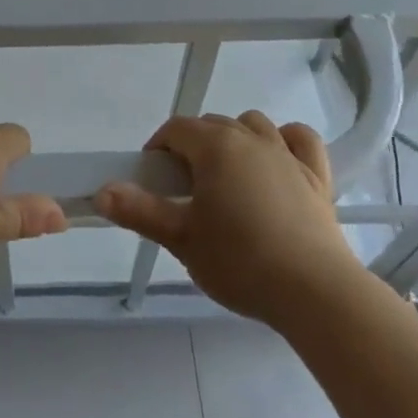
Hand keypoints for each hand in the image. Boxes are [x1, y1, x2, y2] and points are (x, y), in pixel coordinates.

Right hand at [96, 111, 361, 324]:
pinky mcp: (316, 176)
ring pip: (253, 124)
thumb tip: (101, 191)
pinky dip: (287, 141)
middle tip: (186, 190)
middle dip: (193, 147)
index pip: (176, 129)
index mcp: (214, 146)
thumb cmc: (241, 262)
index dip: (159, 148)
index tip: (154, 180)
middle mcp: (250, 138)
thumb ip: (140, 212)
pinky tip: (278, 160)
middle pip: (211, 125)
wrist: (314, 292)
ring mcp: (286, 154)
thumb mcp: (182, 240)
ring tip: (228, 176)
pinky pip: (300, 139)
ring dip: (236, 138)